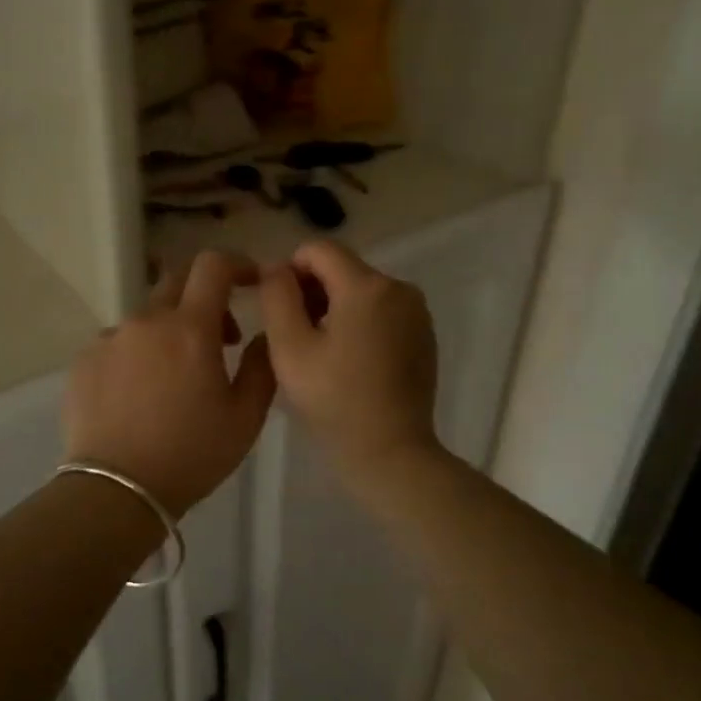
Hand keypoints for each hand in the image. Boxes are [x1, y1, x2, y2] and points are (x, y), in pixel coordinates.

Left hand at [63, 251, 276, 513]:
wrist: (116, 491)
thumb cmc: (191, 455)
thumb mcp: (245, 417)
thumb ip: (262, 365)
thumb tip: (264, 334)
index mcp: (190, 328)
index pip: (213, 266)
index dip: (237, 263)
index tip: (252, 281)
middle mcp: (147, 321)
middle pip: (178, 280)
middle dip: (206, 295)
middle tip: (222, 336)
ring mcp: (110, 338)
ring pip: (148, 317)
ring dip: (170, 331)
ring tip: (176, 378)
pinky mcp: (84, 360)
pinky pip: (118, 342)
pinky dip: (138, 353)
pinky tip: (140, 394)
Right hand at [260, 241, 441, 475]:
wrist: (391, 452)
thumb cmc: (334, 401)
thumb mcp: (290, 348)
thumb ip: (277, 296)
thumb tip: (276, 267)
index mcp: (367, 286)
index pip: (319, 249)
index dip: (290, 270)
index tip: (279, 308)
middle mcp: (399, 288)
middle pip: (343, 268)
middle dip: (314, 291)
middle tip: (296, 336)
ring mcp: (417, 311)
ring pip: (362, 290)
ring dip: (335, 308)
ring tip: (322, 352)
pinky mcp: (424, 333)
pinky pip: (382, 310)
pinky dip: (360, 322)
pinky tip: (350, 361)